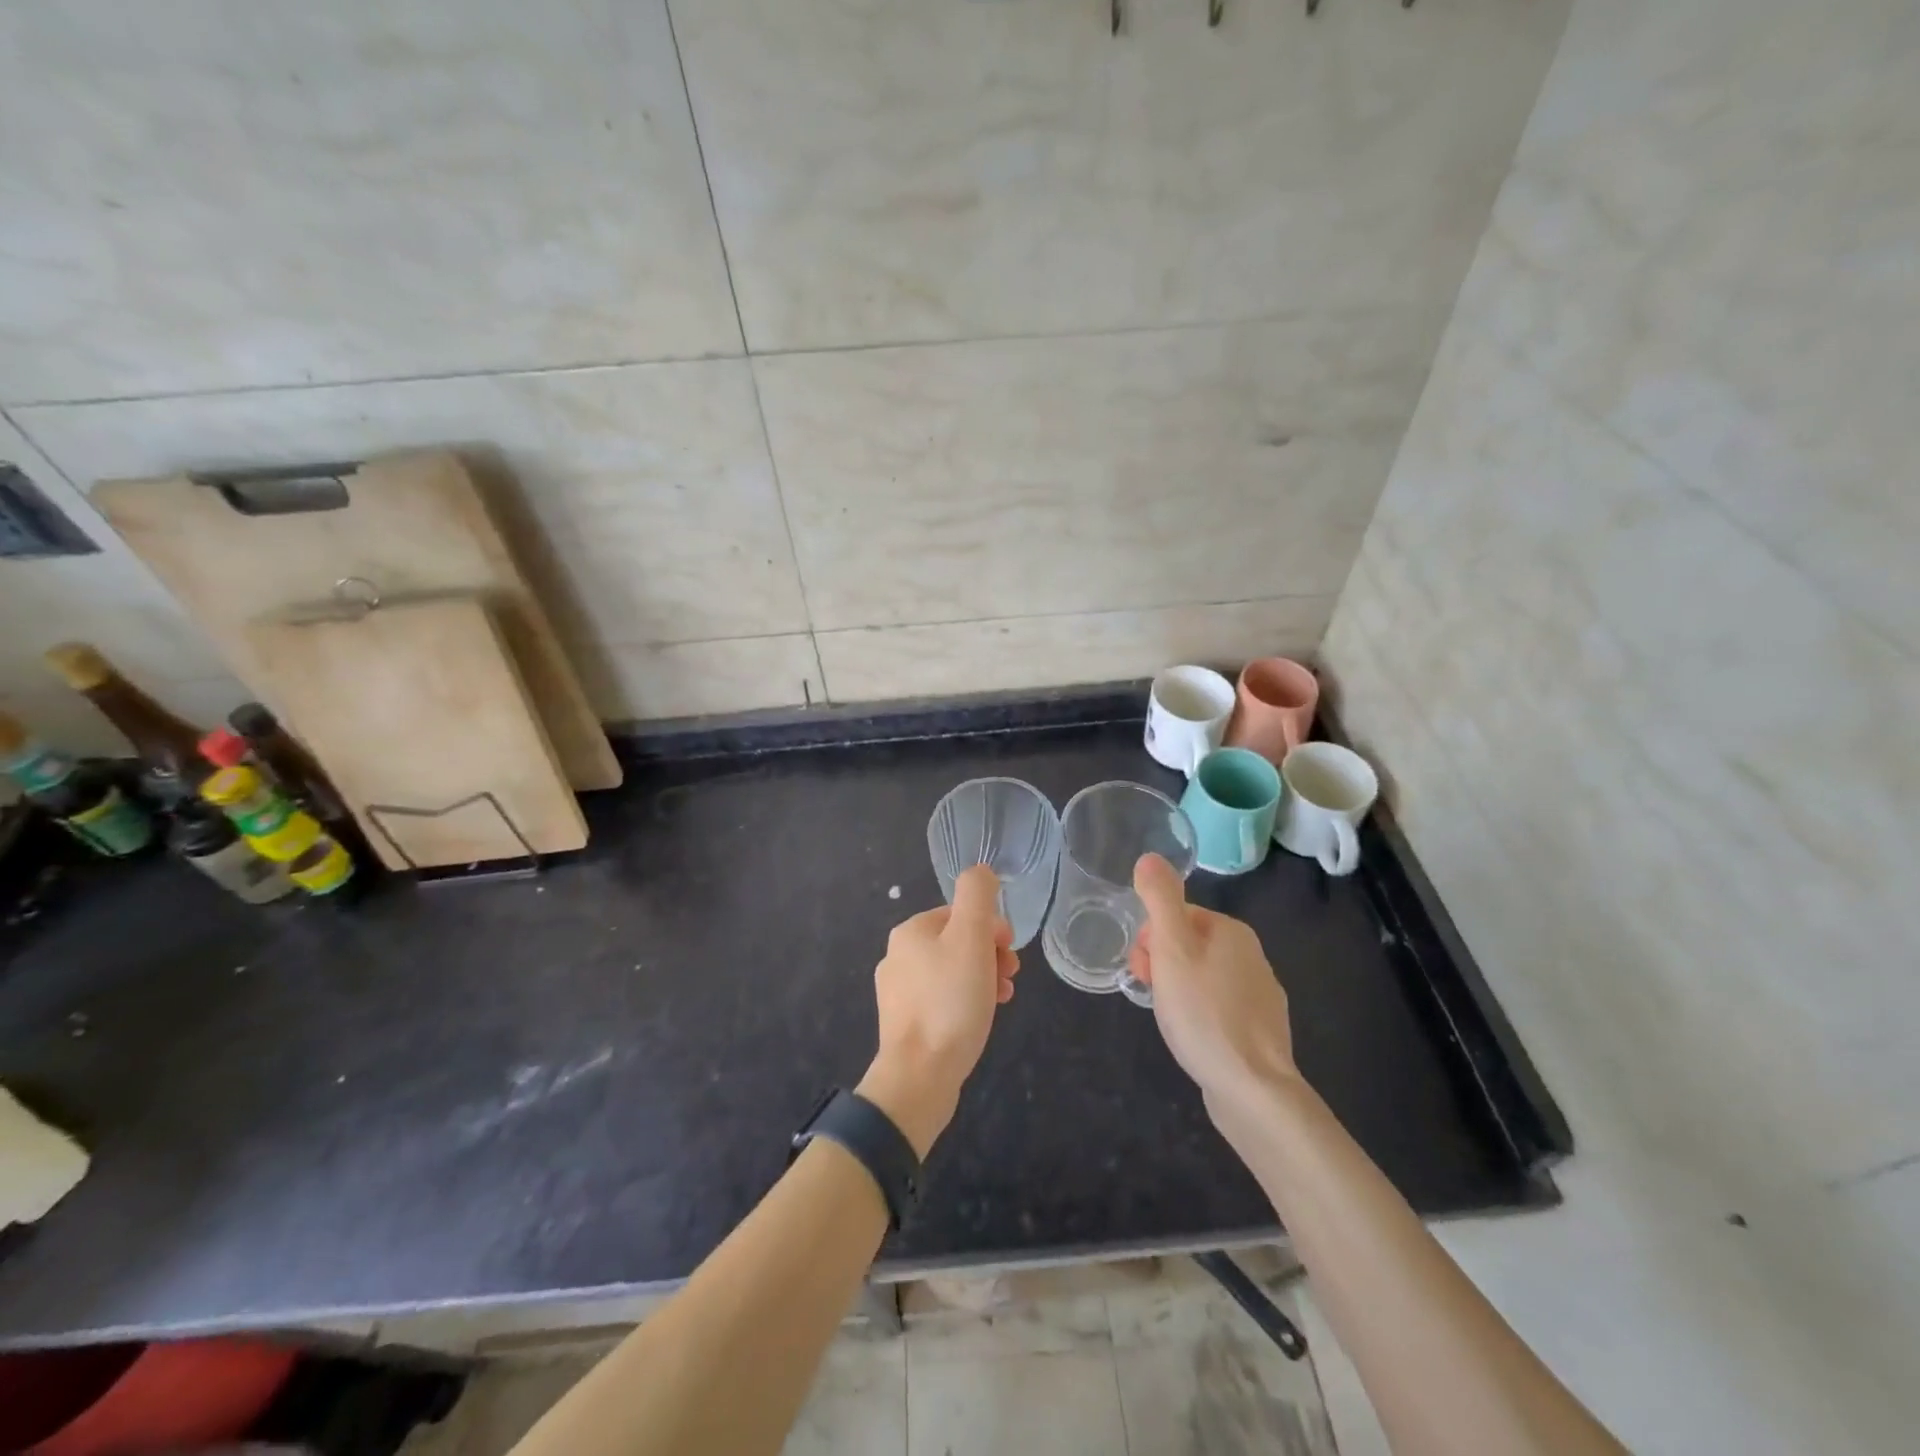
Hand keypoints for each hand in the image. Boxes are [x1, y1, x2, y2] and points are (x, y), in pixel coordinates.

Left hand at [858, 866, 1018, 1155]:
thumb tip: (980, 871)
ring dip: (982, 978)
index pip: (960, 913)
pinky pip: (943, 1001)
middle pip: (957, 942)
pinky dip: (966, 1002)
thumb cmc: (950, 1002)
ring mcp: (898, 993)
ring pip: (952, 972)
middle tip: (1010, 977)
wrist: (919, 1077)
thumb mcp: (971, 938)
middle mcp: (897, 956)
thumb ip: (977, 896)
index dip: (991, 928)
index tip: (1010, 953)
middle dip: (989, 954)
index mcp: (910, 932)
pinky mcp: (905, 1024)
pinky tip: (980, 1020)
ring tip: (1002, 999)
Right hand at [1129, 853, 1298, 1115]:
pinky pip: (1218, 1006)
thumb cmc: (1204, 1013)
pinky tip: (1194, 1036)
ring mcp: (1261, 994)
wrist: (1253, 1089)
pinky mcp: (1261, 1030)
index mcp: (1231, 931)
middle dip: (1162, 964)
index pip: (1176, 916)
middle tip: (1151, 993)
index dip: (1150, 939)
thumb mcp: (1172, 949)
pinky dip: (1199, 1014)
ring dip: (1178, 989)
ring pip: (1202, 976)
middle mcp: (1252, 955)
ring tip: (1170, 1019)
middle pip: (1189, 945)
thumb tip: (1150, 857)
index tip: (1142, 968)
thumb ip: (1160, 900)